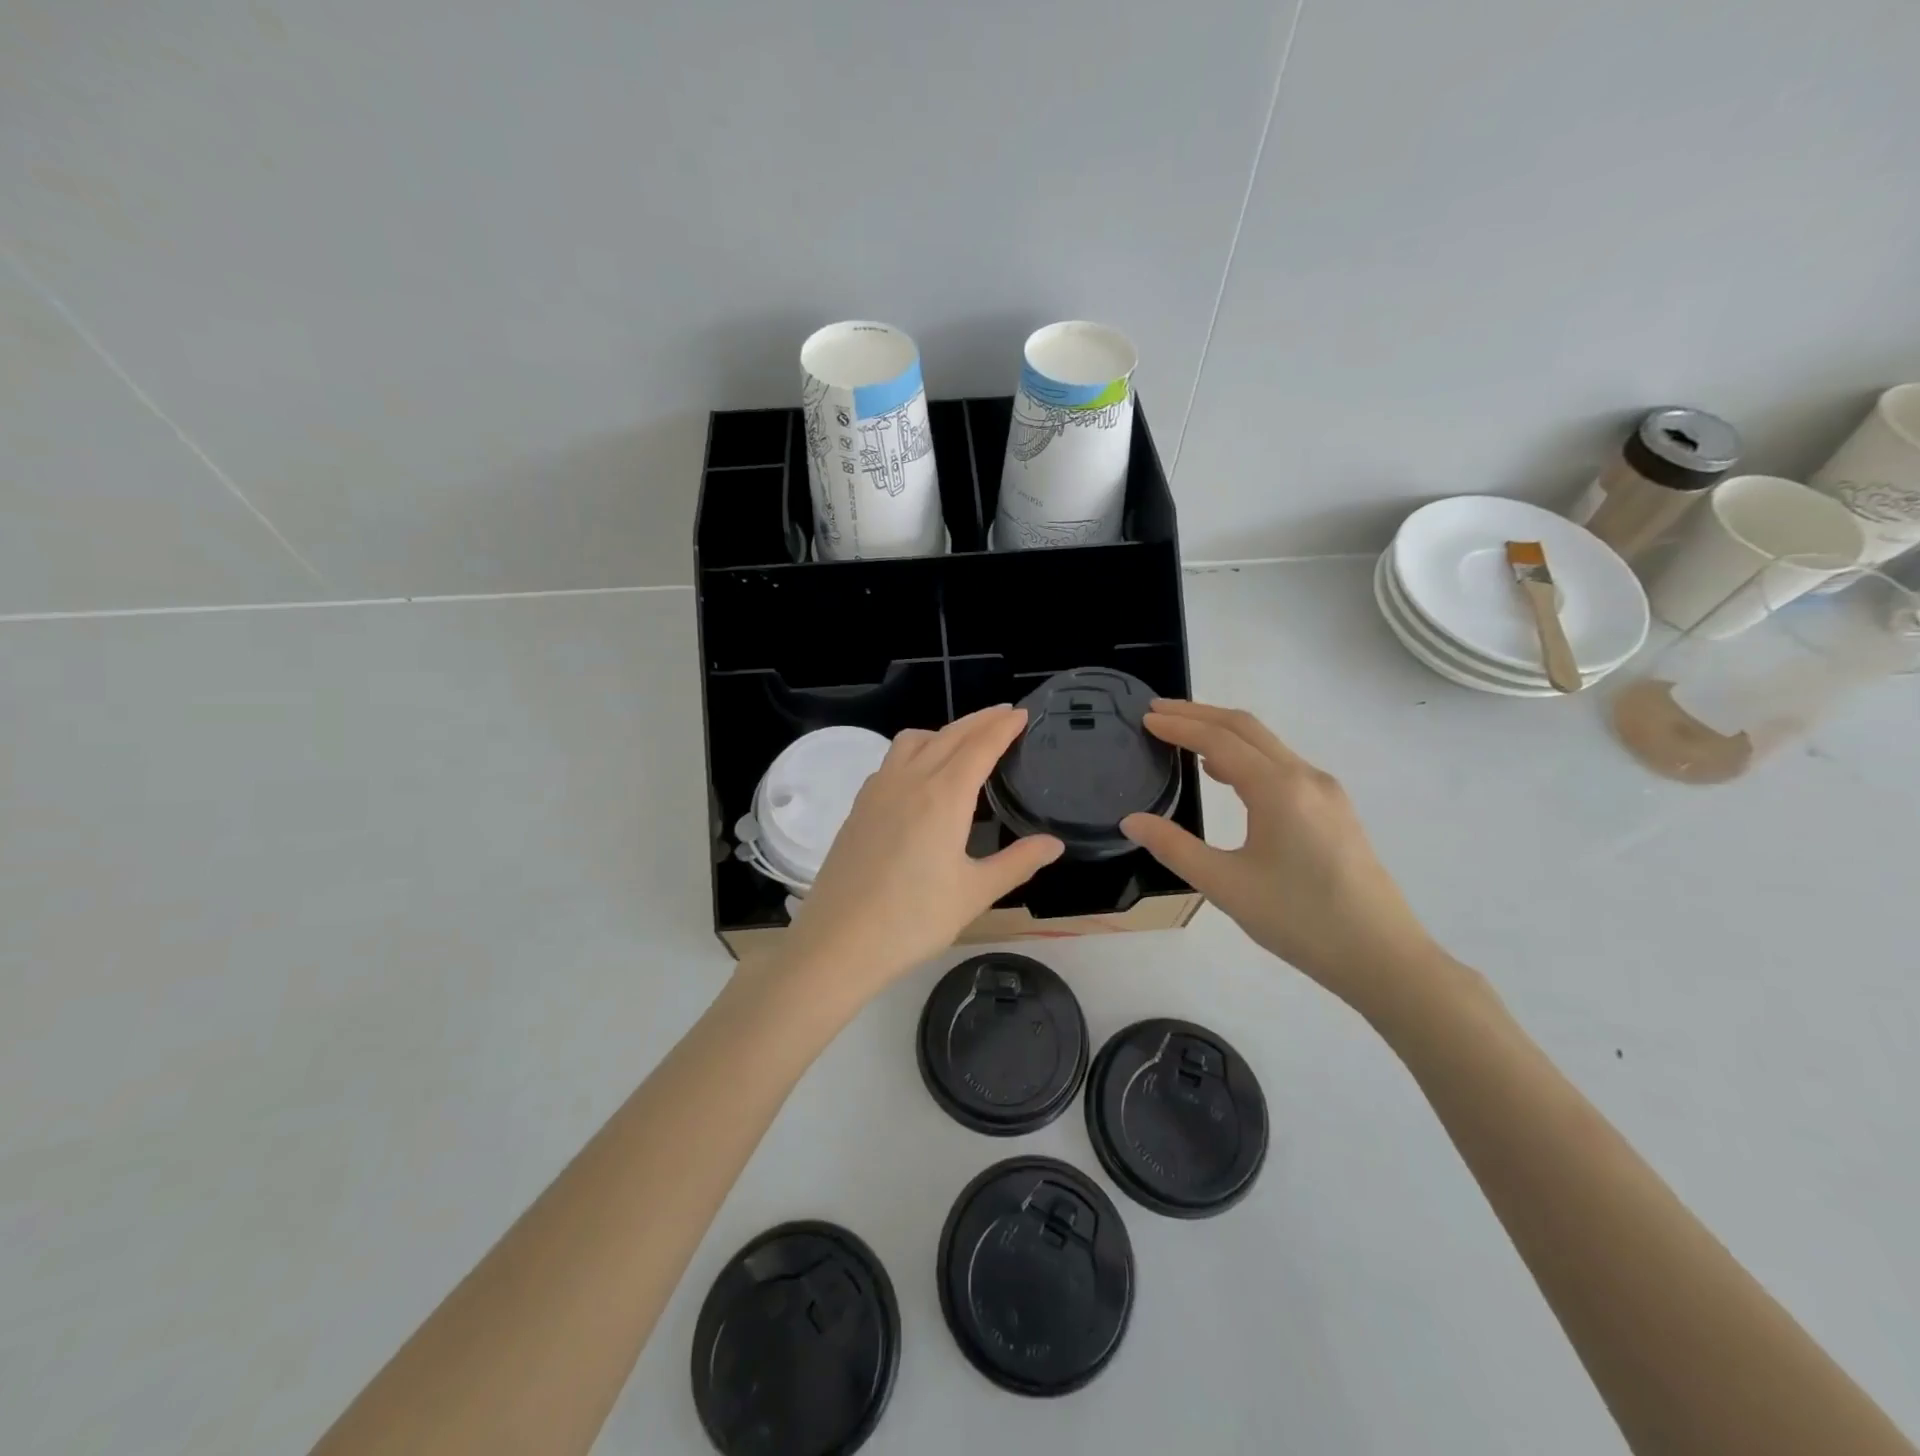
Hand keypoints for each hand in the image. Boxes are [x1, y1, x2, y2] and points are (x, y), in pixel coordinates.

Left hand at [778, 706, 1063, 1002]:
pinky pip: (891, 760)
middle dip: (979, 720)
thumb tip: (1054, 844)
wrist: (839, 942)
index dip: (1003, 726)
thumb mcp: (974, 893)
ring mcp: (878, 790)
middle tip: (1003, 715)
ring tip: (964, 742)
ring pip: (914, 741)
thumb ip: (1017, 862)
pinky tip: (921, 776)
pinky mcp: (859, 806)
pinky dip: (916, 750)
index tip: (1021, 713)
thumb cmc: (913, 920)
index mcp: (943, 797)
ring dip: (944, 731)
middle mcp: (909, 780)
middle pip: (948, 735)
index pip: (979, 746)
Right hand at [1120, 700, 1439, 1008]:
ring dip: (1223, 733)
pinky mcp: (1334, 810)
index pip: (1219, 740)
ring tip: (1184, 737)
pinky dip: (1246, 756)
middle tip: (1158, 712)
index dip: (1179, 726)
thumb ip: (1174, 847)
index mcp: (1278, 788)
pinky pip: (1282, 765)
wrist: (1382, 957)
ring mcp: (1325, 792)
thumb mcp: (1225, 885)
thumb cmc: (1299, 920)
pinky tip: (1226, 774)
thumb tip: (1132, 820)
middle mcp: (1305, 777)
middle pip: (1246, 728)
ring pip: (1267, 745)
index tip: (1146, 718)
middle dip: (1199, 715)